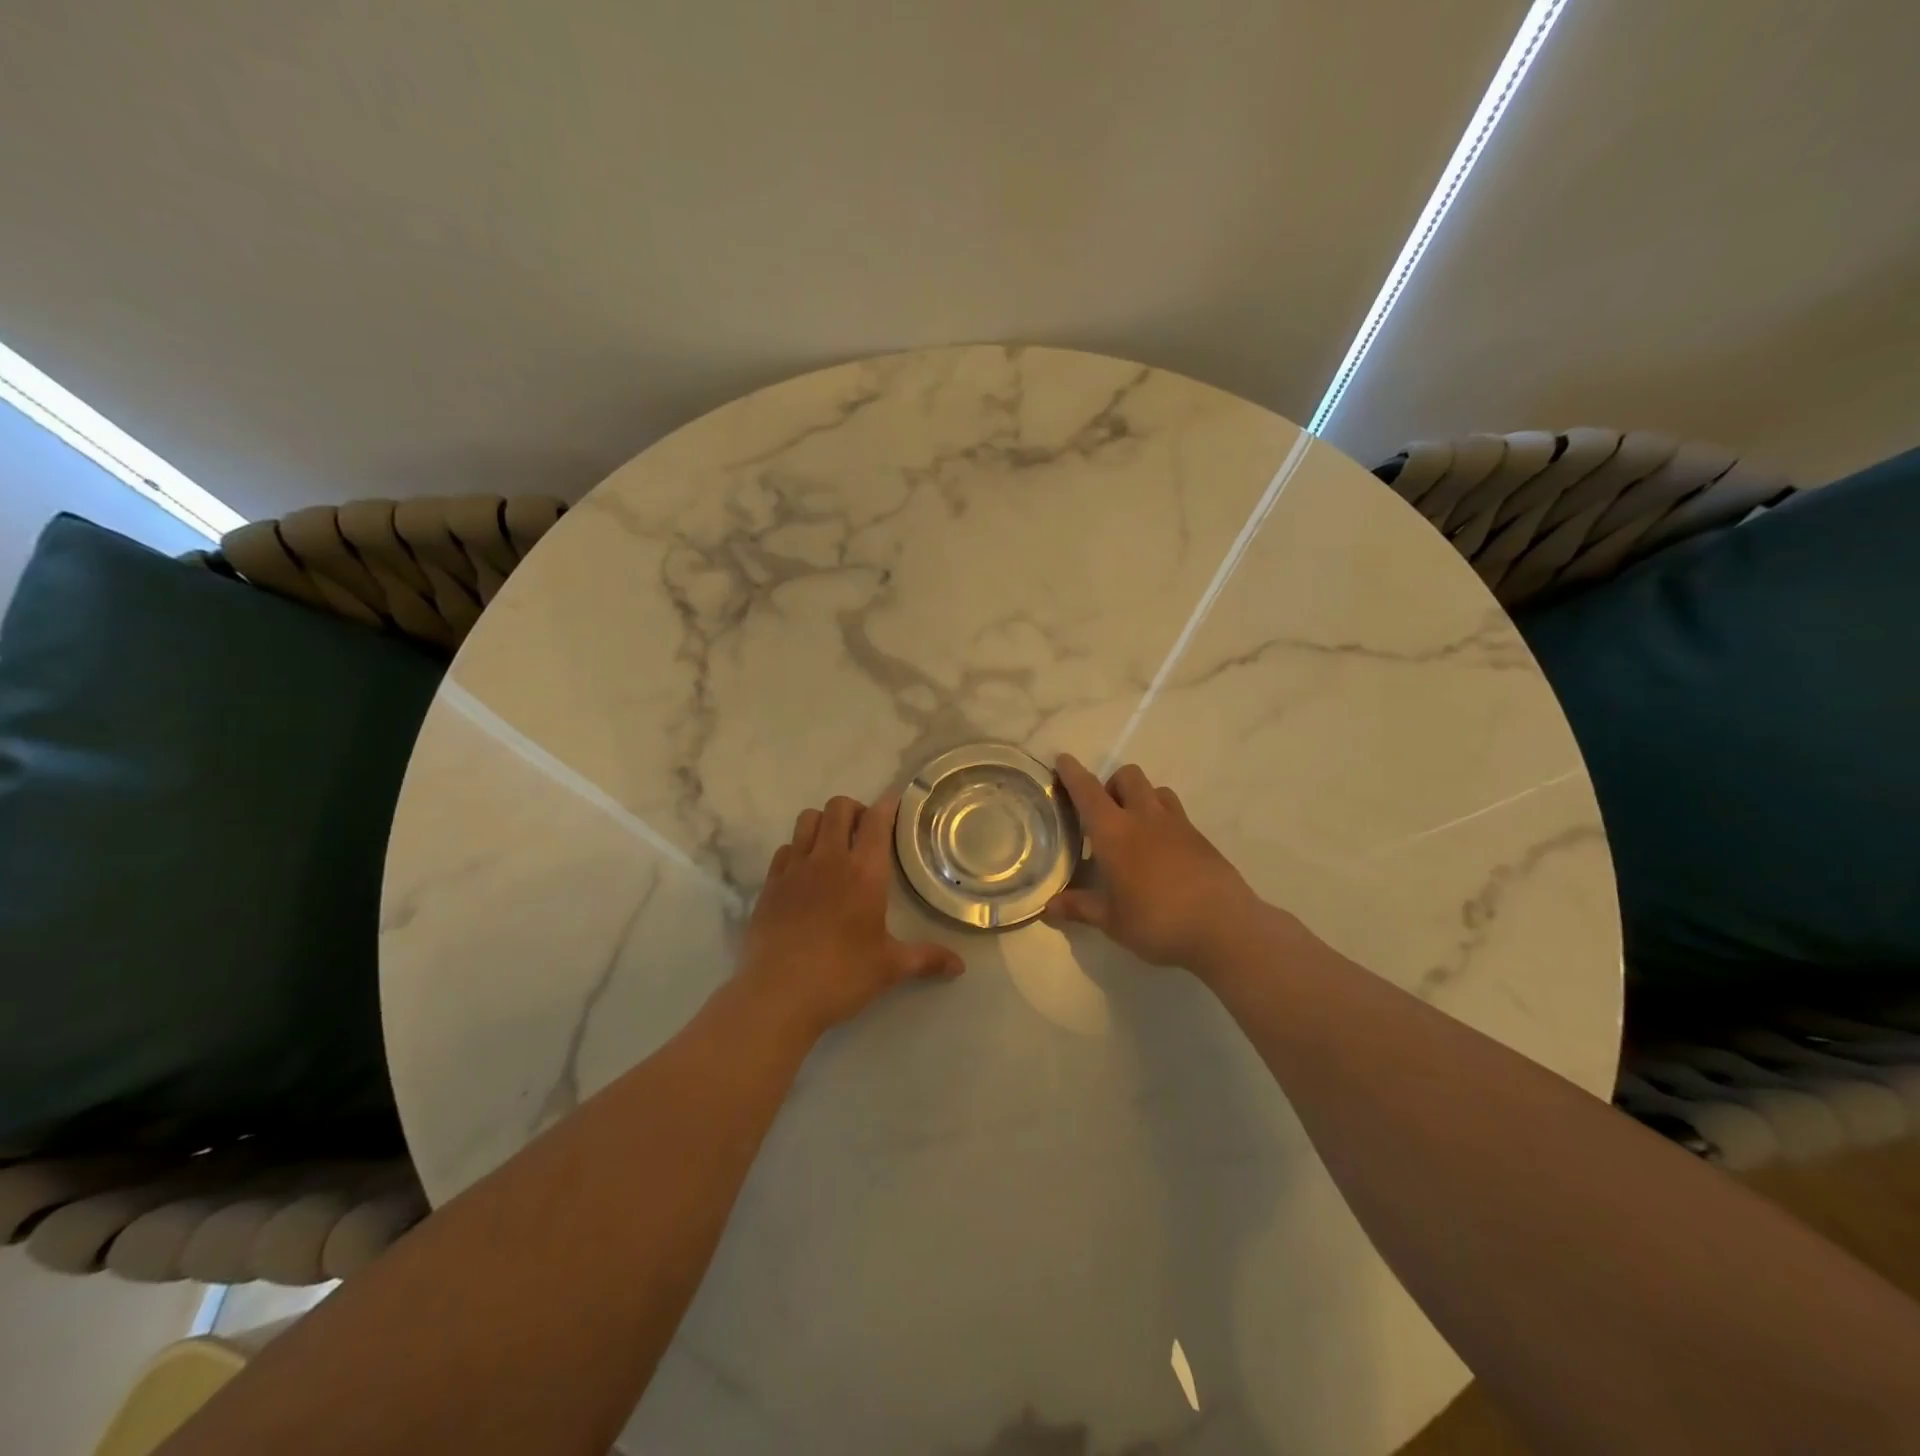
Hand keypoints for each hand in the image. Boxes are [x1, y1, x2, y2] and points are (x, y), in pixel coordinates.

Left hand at [737, 793, 963, 1038]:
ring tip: (833, 845)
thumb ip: (926, 959)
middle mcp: (829, 859)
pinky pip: (785, 849)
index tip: (894, 803)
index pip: (877, 821)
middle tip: (864, 832)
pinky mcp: (770, 884)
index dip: (887, 805)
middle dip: (854, 810)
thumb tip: (960, 967)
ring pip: (807, 819)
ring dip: (824, 823)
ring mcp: (794, 868)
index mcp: (864, 872)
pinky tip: (804, 873)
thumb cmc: (841, 975)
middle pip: (838, 807)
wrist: (777, 995)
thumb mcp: (890, 968)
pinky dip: (798, 849)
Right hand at [1045, 754, 1261, 970]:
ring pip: (1157, 790)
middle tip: (1104, 814)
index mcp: (1114, 832)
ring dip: (1141, 798)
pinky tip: (1162, 854)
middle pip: (1128, 776)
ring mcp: (1178, 825)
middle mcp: (1145, 818)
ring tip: (1135, 829)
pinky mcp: (1201, 839)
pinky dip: (1163, 821)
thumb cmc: (1157, 921)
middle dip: (1112, 784)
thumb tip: (1048, 907)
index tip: (1063, 760)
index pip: (1087, 791)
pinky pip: (1177, 815)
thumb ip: (1080, 908)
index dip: (1072, 773)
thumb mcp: (1112, 921)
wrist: (1224, 927)